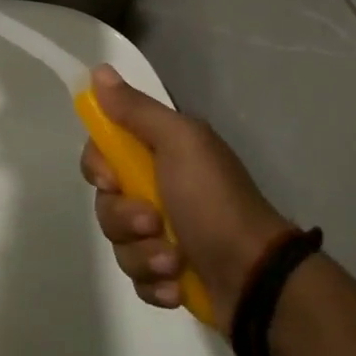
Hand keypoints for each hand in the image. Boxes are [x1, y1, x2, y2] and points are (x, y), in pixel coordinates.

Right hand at [80, 66, 292, 330]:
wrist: (257, 277)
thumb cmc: (214, 202)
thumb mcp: (179, 143)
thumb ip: (136, 109)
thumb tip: (99, 70)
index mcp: (161, 150)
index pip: (103, 149)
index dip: (98, 165)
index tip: (111, 179)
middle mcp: (157, 186)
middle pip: (106, 199)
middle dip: (124, 218)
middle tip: (154, 223)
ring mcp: (162, 233)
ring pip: (118, 241)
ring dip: (144, 254)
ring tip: (174, 261)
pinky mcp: (167, 273)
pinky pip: (136, 277)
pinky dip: (155, 283)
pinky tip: (177, 285)